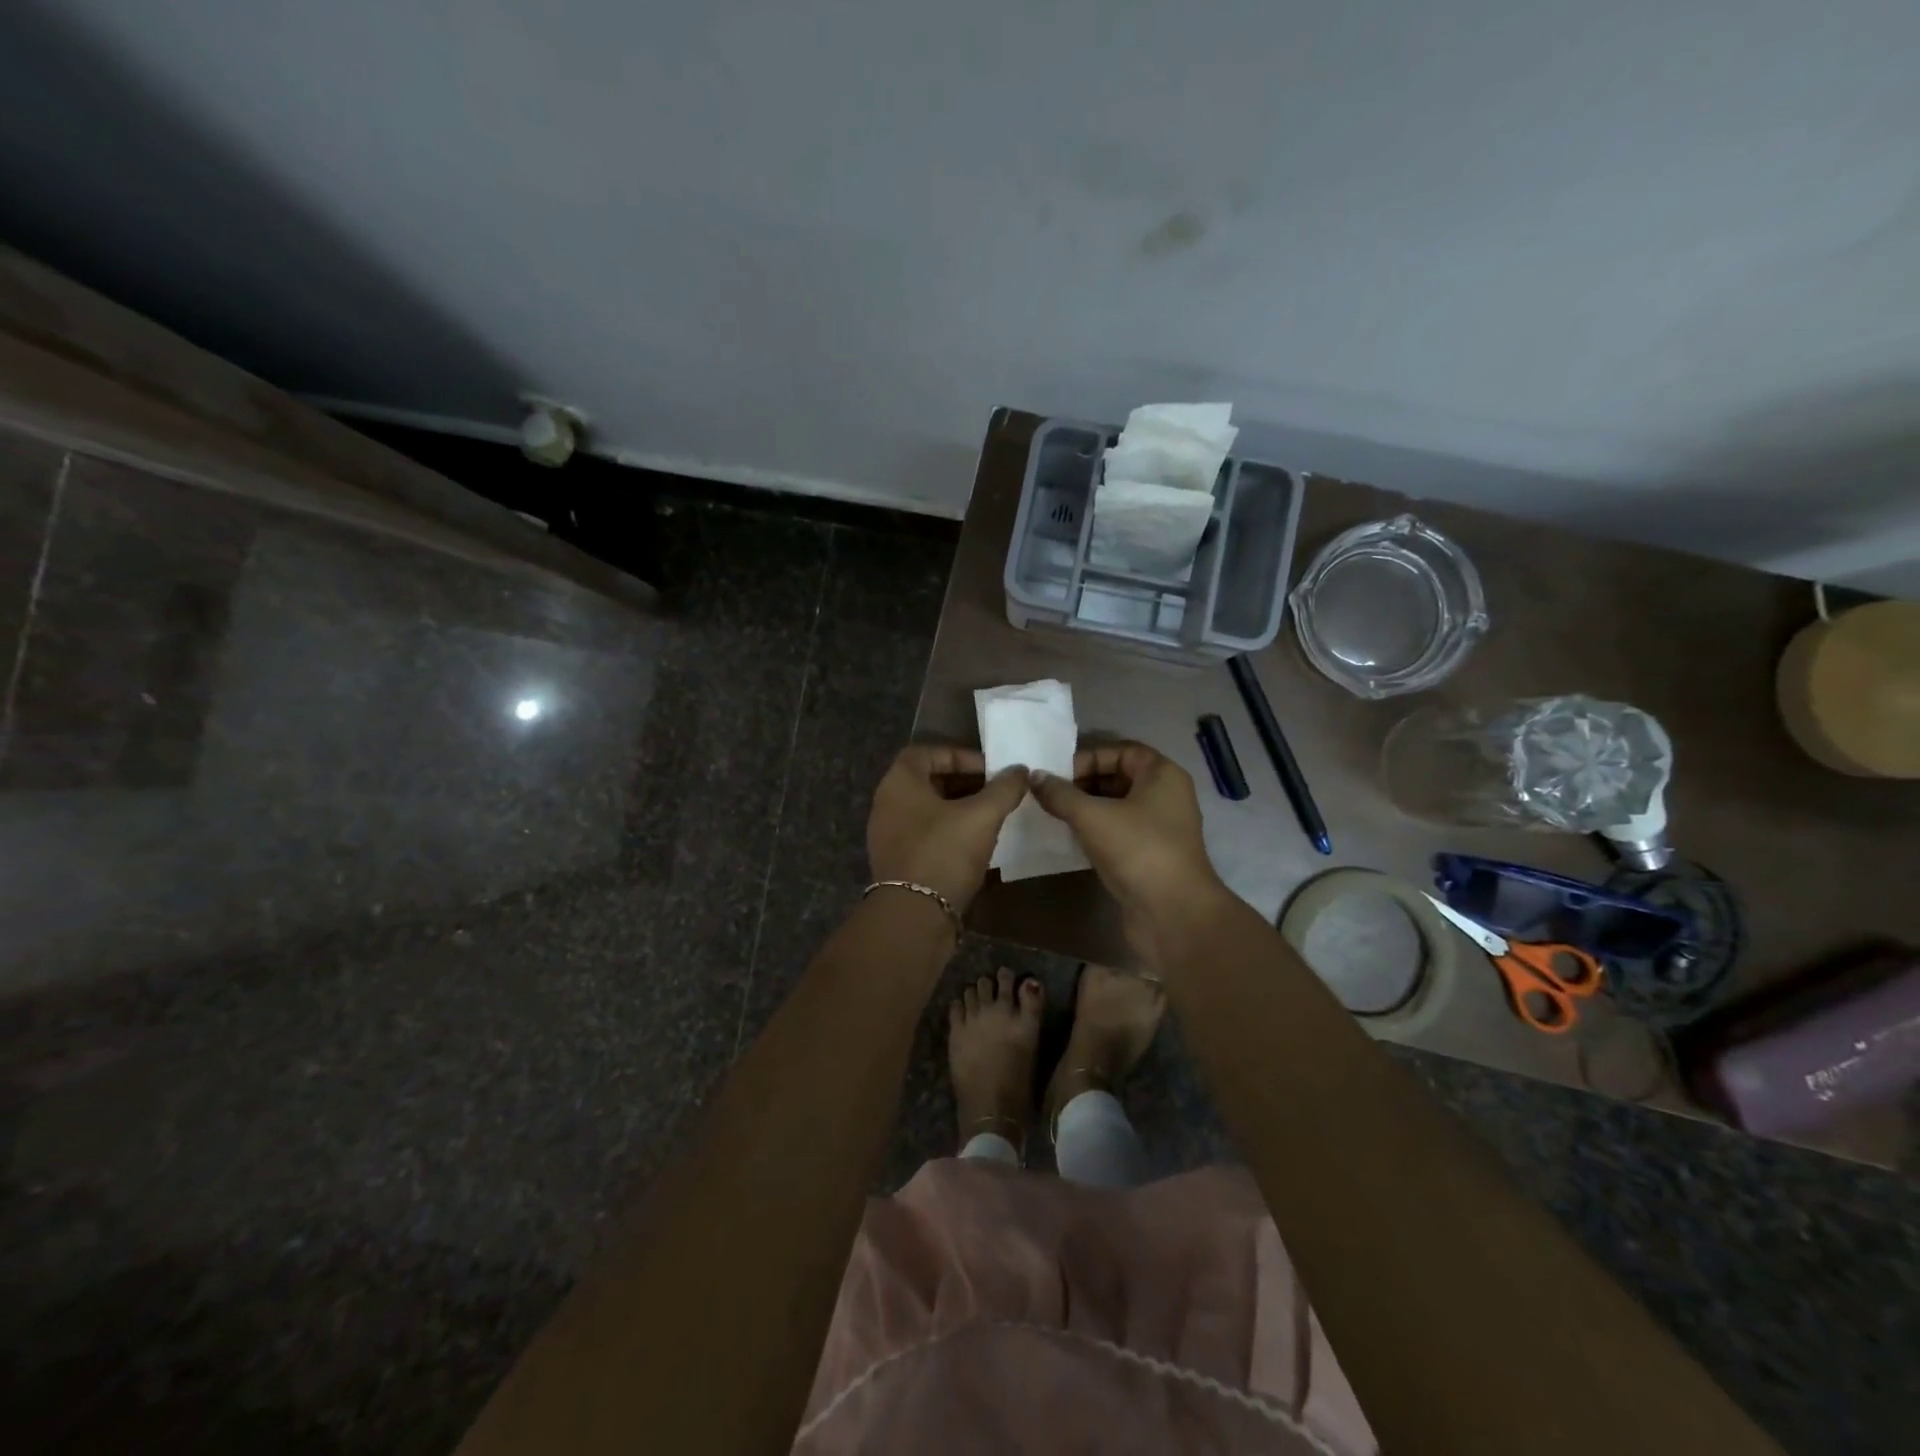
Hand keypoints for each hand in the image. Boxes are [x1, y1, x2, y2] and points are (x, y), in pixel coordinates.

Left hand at [867, 746, 1029, 913]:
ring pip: (928, 811)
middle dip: (964, 783)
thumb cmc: (944, 853)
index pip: (925, 752)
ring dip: (959, 809)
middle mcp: (887, 804)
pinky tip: (977, 845)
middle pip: (928, 781)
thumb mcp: (981, 816)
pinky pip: (926, 836)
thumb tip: (1020, 770)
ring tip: (992, 817)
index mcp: (898, 783)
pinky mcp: (898, 863)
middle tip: (996, 792)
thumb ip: (1004, 789)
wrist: (914, 917)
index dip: (959, 755)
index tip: (990, 770)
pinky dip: (950, 833)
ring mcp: (889, 836)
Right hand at [1029, 741, 1230, 962]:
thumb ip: (1060, 794)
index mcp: (1162, 775)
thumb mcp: (1092, 816)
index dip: (1088, 757)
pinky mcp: (1149, 855)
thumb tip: (1034, 777)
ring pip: (1116, 806)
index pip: (1121, 750)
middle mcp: (1165, 796)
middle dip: (1082, 783)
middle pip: (1118, 777)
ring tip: (1052, 814)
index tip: (1056, 774)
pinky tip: (1069, 838)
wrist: (1174, 914)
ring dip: (1085, 809)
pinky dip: (1094, 831)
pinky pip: (1118, 831)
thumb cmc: (1138, 850)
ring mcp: (1159, 827)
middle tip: (1048, 795)